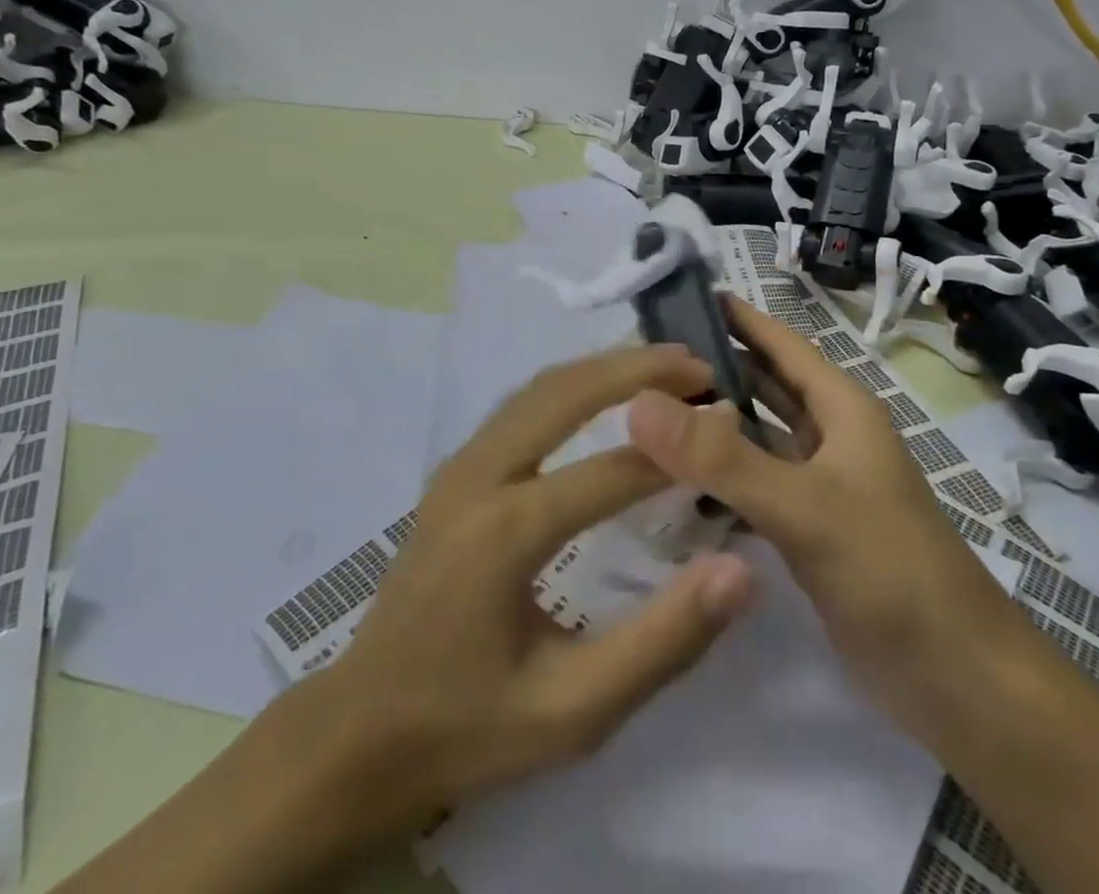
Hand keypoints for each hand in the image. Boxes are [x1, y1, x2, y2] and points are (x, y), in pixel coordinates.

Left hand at [320, 342, 757, 827]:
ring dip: (602, 368)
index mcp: (506, 532)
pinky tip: (603, 394)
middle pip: (564, 393)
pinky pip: (520, 405)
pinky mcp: (454, 471)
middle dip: (635, 369)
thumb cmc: (469, 728)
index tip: (731, 427)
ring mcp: (459, 466)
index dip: (678, 450)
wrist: (359, 733)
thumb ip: (661, 642)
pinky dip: (571, 385)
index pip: (611, 472)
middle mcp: (478, 477)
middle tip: (698, 366)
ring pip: (538, 388)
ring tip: (662, 367)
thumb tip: (738, 571)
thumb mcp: (573, 712)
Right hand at [627, 297, 1020, 741]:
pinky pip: (751, 487)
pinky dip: (716, 479)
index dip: (733, 316)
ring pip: (754, 437)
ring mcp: (819, 485)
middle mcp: (829, 436)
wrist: (960, 682)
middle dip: (710, 369)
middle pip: (761, 386)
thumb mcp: (804, 505)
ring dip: (710, 424)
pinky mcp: (808, 530)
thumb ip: (720, 456)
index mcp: (840, 408)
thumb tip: (639, 403)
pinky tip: (669, 483)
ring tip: (643, 413)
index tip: (674, 297)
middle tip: (641, 360)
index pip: (777, 342)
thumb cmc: (891, 570)